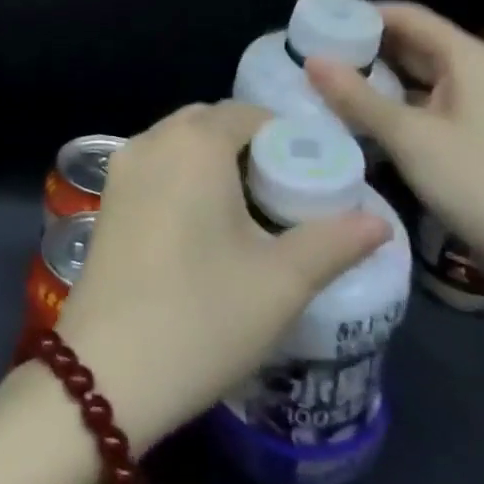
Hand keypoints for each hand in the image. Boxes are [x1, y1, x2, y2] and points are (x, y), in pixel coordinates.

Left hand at [54, 101, 389, 454]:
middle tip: (289, 193)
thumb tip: (377, 220)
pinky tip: (207, 226)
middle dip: (252, 146)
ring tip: (254, 211)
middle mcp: (151, 141)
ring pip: (178, 144)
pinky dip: (185, 177)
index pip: (248, 114)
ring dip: (216, 161)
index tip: (317, 173)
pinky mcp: (107, 199)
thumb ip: (333, 242)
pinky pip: (156, 167)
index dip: (287, 135)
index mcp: (193, 144)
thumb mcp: (281, 282)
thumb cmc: (202, 317)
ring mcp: (122, 169)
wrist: (106, 370)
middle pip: (209, 123)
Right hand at [305, 2, 483, 283]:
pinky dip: (389, 105)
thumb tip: (311, 59)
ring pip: (414, 77)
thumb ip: (357, 97)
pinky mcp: (471, 137)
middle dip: (360, 47)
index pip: (405, 15)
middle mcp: (473, 72)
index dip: (358, 14)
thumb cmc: (483, 185)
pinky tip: (355, 118)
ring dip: (372, 78)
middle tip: (308, 55)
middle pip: (409, 43)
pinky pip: (421, 105)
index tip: (313, 23)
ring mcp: (475, 106)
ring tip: (322, 83)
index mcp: (466, 58)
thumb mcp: (410, 138)